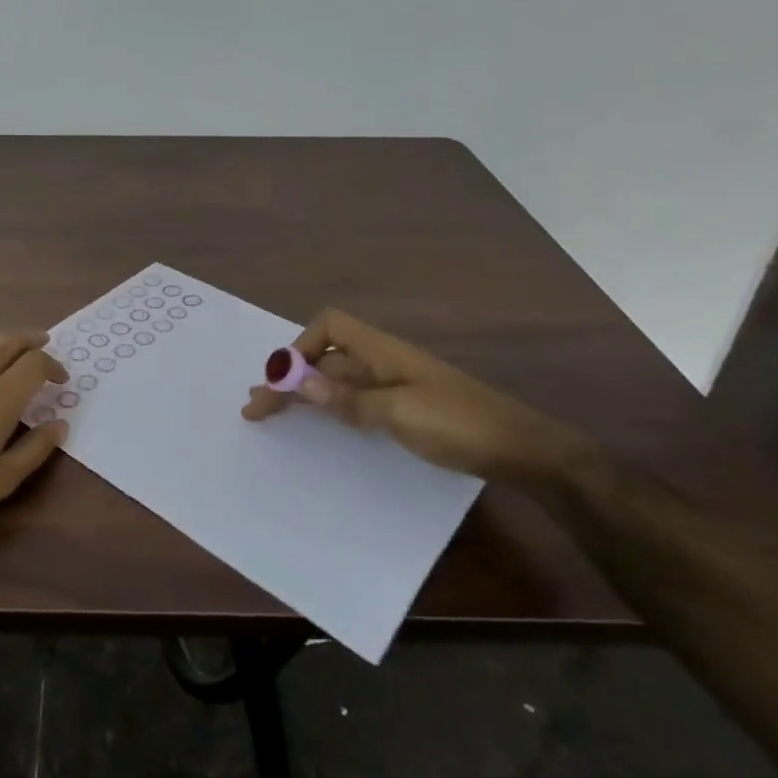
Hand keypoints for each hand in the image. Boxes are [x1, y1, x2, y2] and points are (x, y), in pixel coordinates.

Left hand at [0, 329, 67, 541]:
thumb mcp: (2, 480)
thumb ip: (36, 449)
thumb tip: (61, 424)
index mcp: (1, 398)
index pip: (36, 364)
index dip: (53, 366)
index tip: (60, 379)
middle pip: (8, 341)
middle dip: (30, 340)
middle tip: (42, 346)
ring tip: (6, 348)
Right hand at [241, 309, 588, 482]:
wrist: (522, 450)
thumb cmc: (460, 424)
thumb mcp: (400, 413)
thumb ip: (349, 399)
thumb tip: (300, 382)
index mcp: (382, 351)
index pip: (328, 327)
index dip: (299, 347)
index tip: (280, 381)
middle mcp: (383, 361)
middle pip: (326, 357)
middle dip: (289, 377)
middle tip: (256, 406)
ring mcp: (394, 385)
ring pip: (337, 380)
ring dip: (304, 392)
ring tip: (272, 413)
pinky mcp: (403, 408)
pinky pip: (355, 400)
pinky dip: (330, 407)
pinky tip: (320, 422)